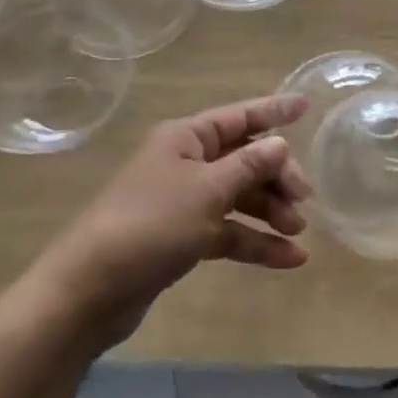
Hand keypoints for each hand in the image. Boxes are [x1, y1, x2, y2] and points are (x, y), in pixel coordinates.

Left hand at [37, 94, 313, 348]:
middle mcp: (185, 163)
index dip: (273, 111)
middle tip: (304, 200)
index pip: (239, 117)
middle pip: (243, 159)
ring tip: (299, 231)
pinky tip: (289, 259)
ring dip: (270, 211)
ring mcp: (183, 202)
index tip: (307, 107)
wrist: (90, 290)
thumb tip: (280, 143)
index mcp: (186, 139)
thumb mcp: (207, 191)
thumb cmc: (151, 224)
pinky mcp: (182, 238)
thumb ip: (248, 166)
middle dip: (276, 176)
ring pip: (238, 197)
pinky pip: (228, 231)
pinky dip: (255, 241)